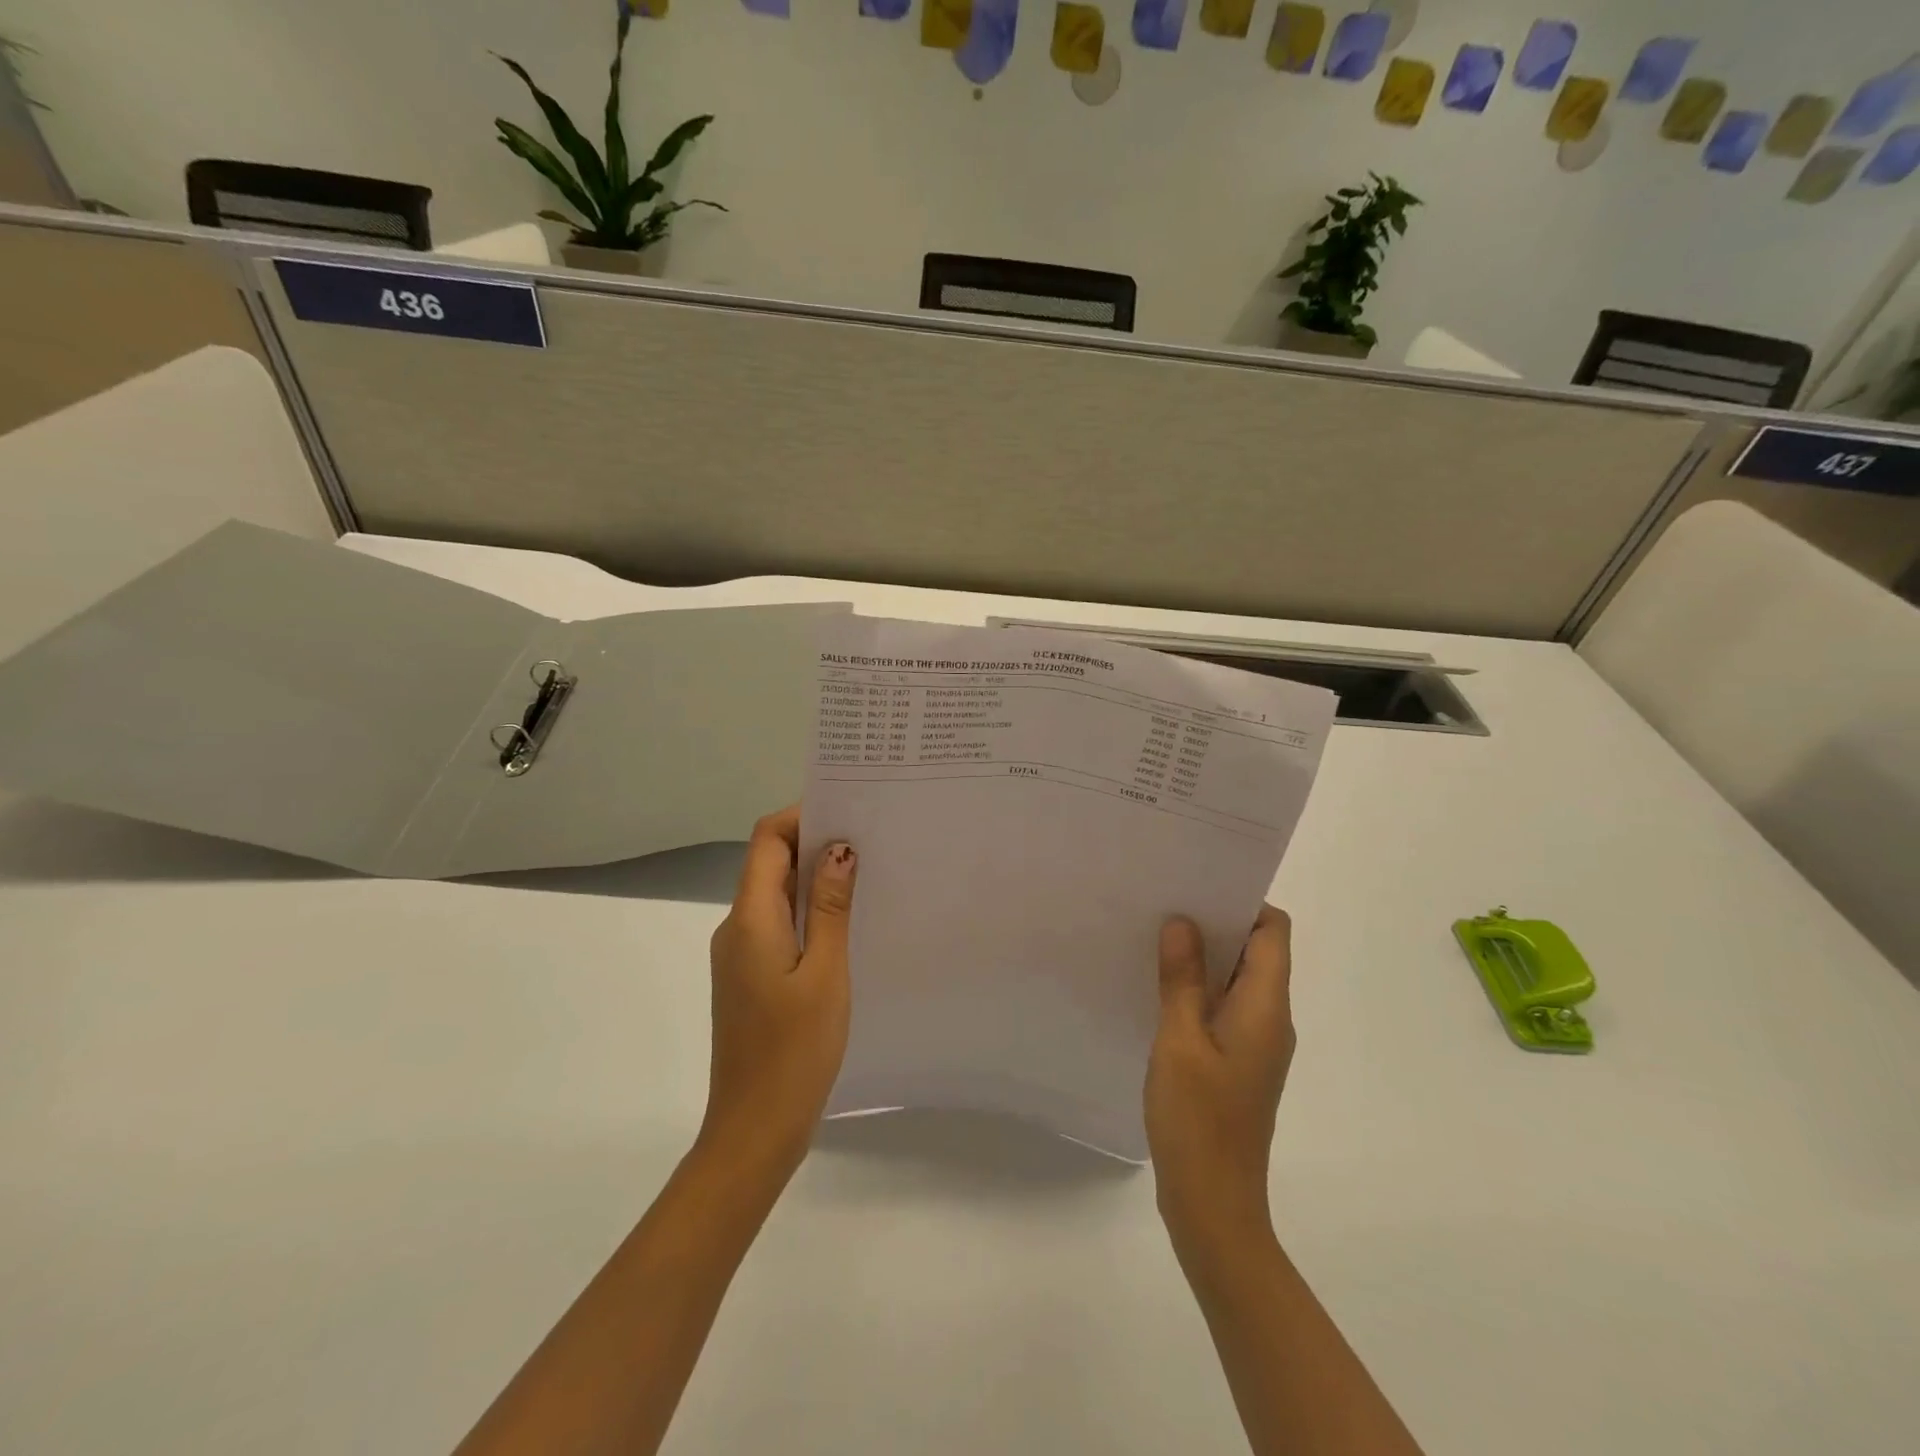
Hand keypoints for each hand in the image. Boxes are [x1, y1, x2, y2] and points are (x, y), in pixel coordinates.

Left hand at [701, 806, 858, 1178]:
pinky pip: (778, 925)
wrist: (754, 1130)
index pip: (767, 840)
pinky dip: (809, 911)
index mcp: (750, 919)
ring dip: (814, 878)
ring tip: (867, 872)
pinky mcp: (751, 977)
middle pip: (770, 863)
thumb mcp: (825, 973)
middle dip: (815, 843)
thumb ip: (830, 907)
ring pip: (776, 895)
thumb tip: (839, 848)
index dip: (802, 816)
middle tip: (870, 836)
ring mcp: (740, 955)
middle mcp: (737, 928)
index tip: (849, 810)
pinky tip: (846, 922)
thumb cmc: (794, 1051)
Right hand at [1145, 907, 1295, 1266]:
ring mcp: (1254, 1043)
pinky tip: (1156, 987)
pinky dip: (1196, 988)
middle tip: (1163, 901)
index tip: (1196, 884)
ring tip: (1153, 935)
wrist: (1213, 1205)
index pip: (1273, 932)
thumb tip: (1182, 922)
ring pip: (1236, 979)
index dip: (1242, 901)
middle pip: (1256, 950)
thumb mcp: (1179, 1041)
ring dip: (1202, 956)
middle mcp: (1270, 1019)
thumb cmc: (1198, 1120)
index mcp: (1266, 1008)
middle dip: (1215, 921)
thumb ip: (1182, 980)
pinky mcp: (1236, 1062)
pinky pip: (1222, 1007)